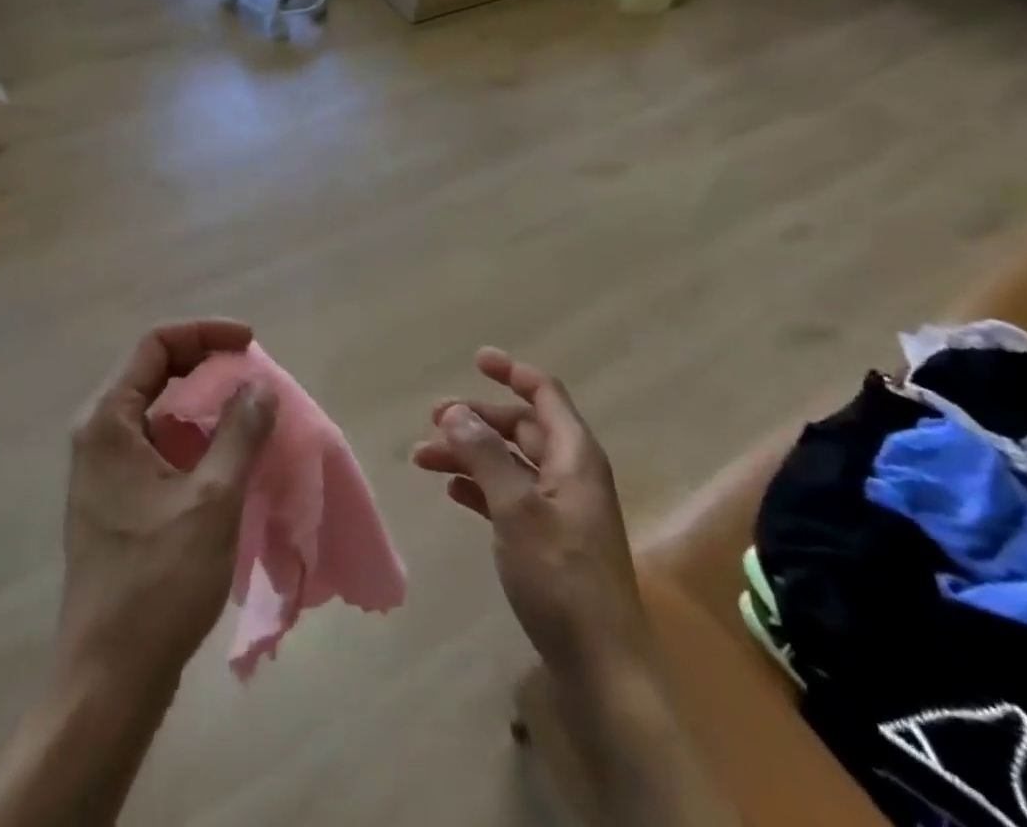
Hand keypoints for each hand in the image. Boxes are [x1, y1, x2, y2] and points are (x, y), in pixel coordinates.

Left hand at [58, 319, 278, 691]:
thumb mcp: (211, 499)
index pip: (155, 345)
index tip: (250, 343)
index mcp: (108, 422)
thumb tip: (259, 386)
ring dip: (204, 400)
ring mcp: (106, 468)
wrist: (108, 680)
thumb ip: (238, 432)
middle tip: (254, 375)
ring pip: (159, 408)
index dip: (205, 333)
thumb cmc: (157, 583)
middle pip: (155, 370)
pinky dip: (195, 434)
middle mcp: (99, 434)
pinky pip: (159, 442)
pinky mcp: (118, 497)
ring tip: (250, 409)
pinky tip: (229, 453)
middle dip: (207, 363)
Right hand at [413, 348, 647, 681]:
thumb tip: (454, 411)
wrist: (602, 667)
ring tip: (423, 458)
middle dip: (477, 419)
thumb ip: (485, 454)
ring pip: (510, 463)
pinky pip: (510, 496)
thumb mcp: (517, 508)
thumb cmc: (561, 576)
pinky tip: (453, 491)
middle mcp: (571, 473)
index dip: (511, 372)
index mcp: (574, 455)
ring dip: (470, 454)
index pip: (544, 393)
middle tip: (432, 420)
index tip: (476, 359)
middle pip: (521, 428)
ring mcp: (561, 509)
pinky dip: (481, 487)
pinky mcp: (550, 541)